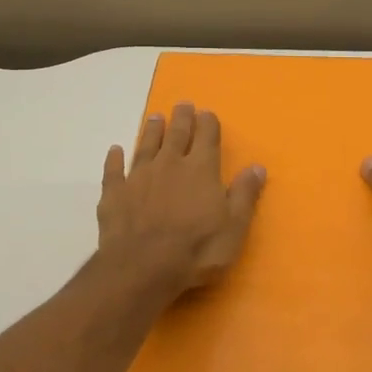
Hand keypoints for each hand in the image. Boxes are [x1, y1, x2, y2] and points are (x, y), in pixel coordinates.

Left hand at [98, 103, 266, 301]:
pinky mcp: (115, 193)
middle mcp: (170, 164)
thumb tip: (257, 166)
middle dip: (181, 118)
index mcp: (201, 169)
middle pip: (177, 134)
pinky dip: (114, 159)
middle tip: (182, 104)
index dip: (208, 123)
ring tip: (154, 117)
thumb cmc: (196, 250)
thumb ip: (244, 194)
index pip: (207, 137)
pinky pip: (114, 170)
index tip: (207, 113)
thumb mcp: (234, 227)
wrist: (143, 267)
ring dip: (151, 130)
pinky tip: (115, 150)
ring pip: (146, 145)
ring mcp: (139, 176)